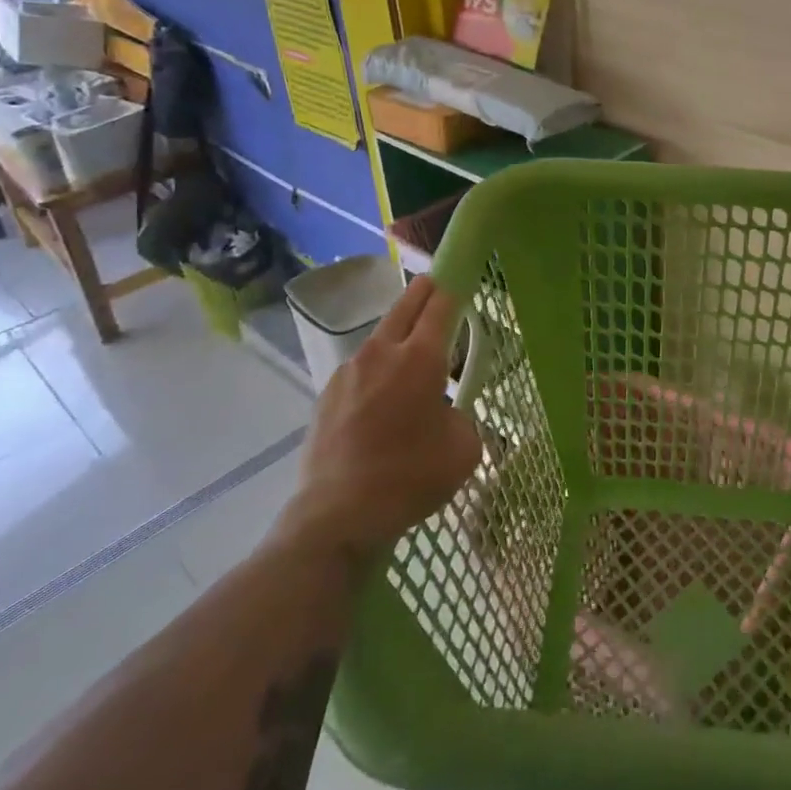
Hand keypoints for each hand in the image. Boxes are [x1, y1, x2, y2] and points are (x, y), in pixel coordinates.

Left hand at [277, 276, 481, 560]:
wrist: (337, 515)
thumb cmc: (410, 476)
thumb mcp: (463, 449)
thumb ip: (462, 417)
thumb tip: (445, 413)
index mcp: (420, 358)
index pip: (441, 305)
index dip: (454, 286)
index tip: (461, 274)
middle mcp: (381, 353)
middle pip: (406, 306)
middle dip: (424, 291)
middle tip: (437, 285)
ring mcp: (348, 372)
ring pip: (380, 339)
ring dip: (399, 336)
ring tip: (412, 356)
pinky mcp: (327, 396)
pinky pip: (360, 370)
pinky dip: (377, 371)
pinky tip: (382, 400)